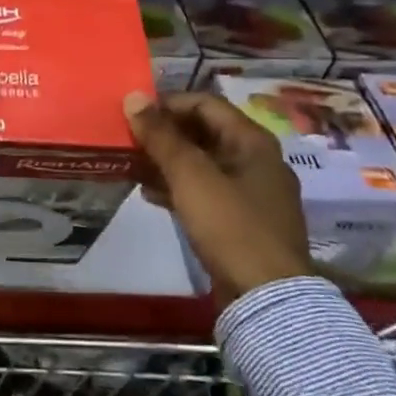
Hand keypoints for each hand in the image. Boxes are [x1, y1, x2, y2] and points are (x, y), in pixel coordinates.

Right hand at [122, 90, 311, 303]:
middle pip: (203, 132)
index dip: (168, 104)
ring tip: (132, 166)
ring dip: (166, 161)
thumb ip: (160, 135)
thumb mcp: (190, 176)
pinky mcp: (241, 222)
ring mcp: (250, 193)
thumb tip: (133, 97)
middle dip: (164, 134)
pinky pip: (204, 191)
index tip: (134, 114)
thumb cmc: (230, 225)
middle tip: (128, 140)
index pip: (205, 103)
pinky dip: (177, 187)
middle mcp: (256, 161)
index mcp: (252, 141)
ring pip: (201, 163)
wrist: (267, 299)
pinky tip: (149, 195)